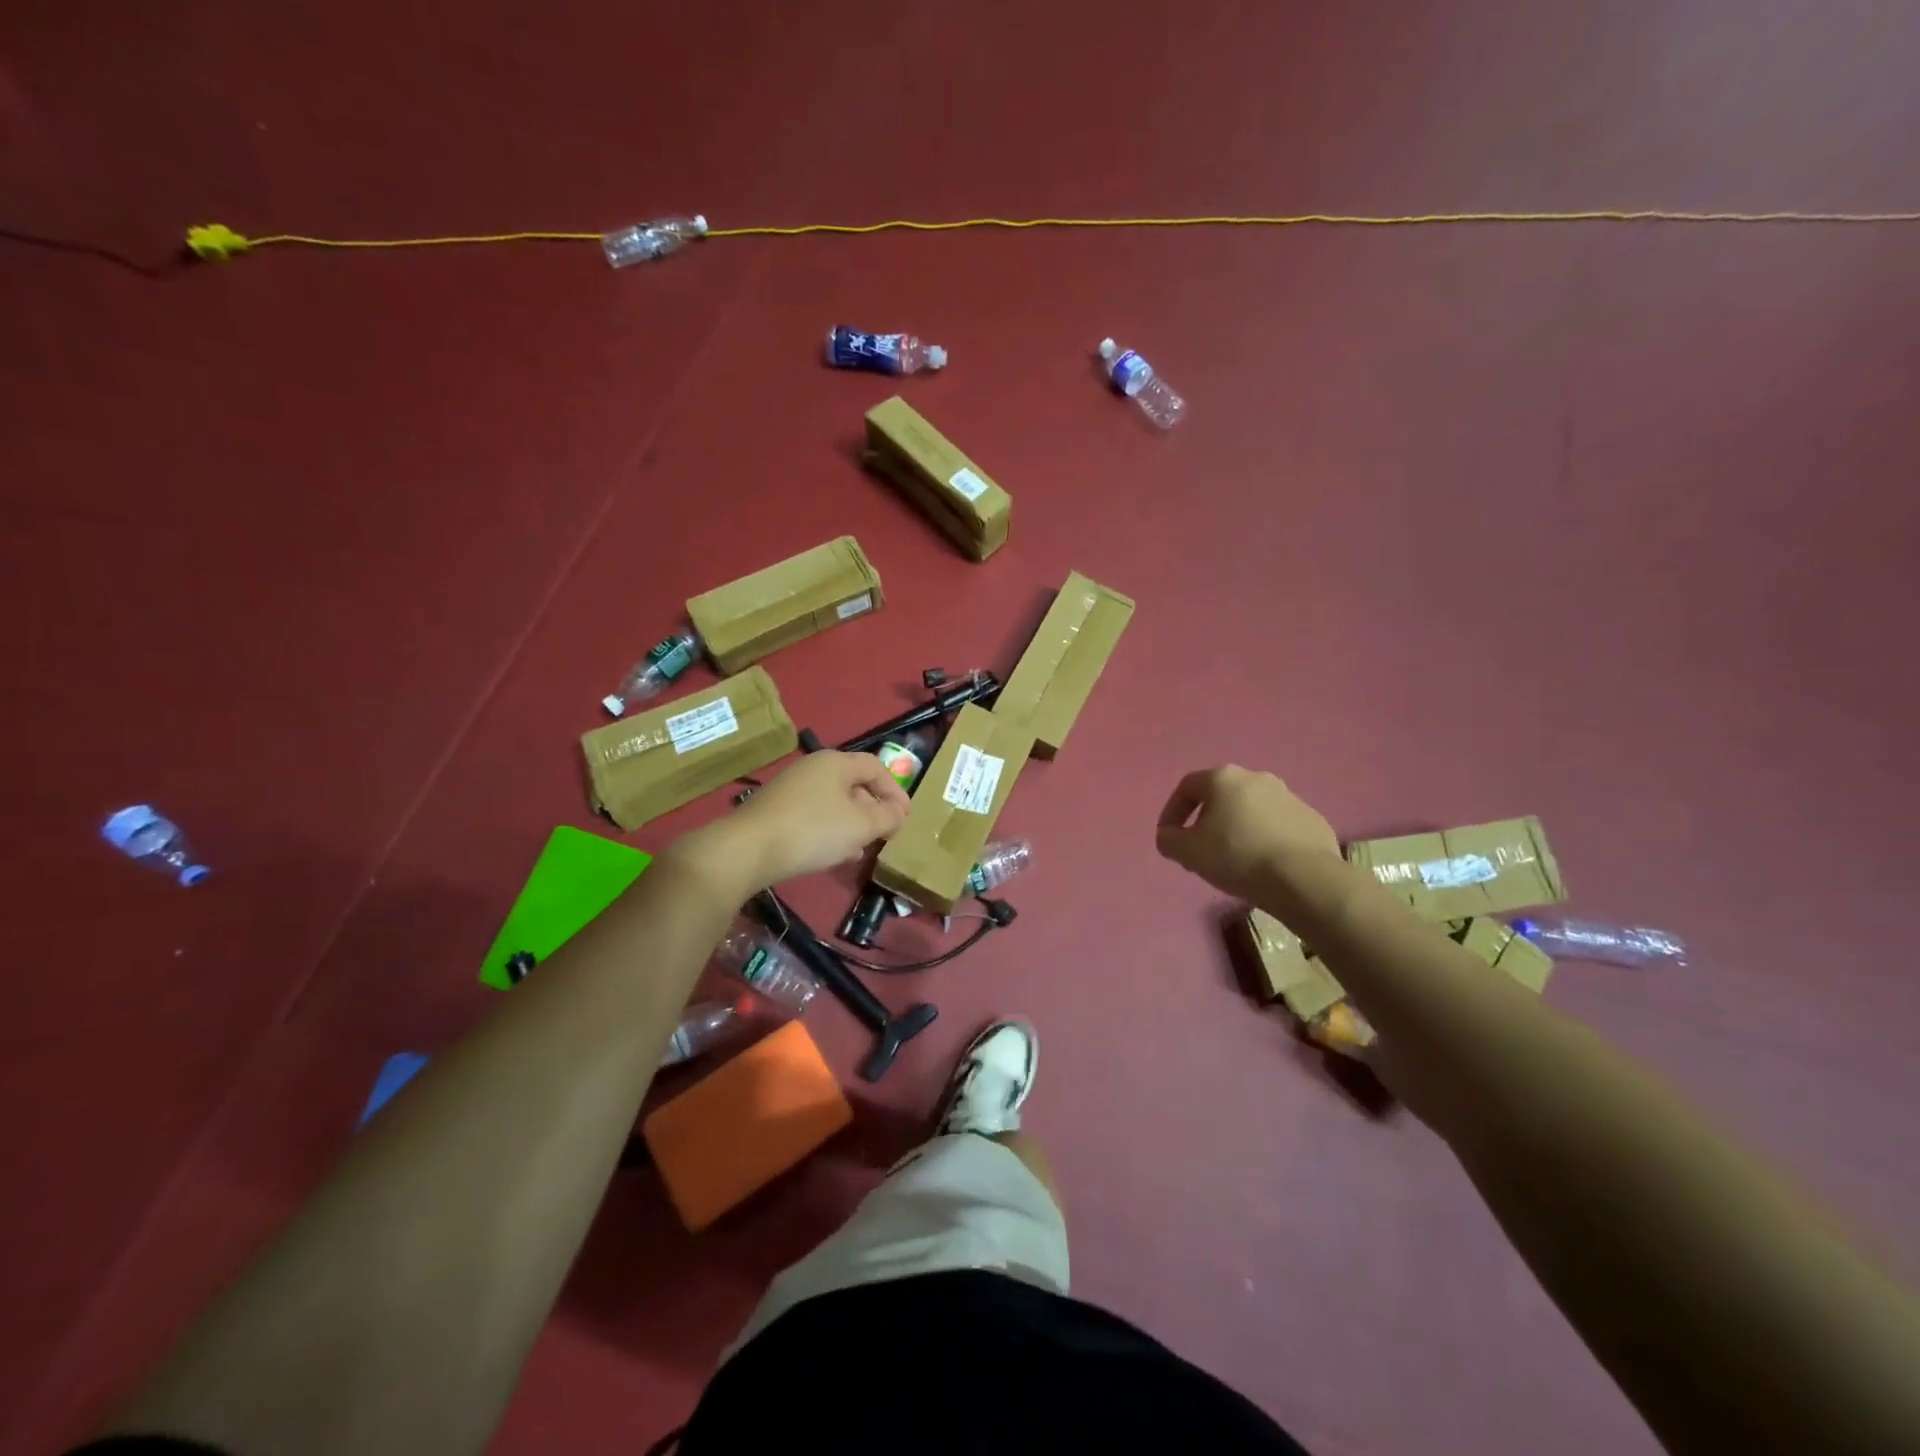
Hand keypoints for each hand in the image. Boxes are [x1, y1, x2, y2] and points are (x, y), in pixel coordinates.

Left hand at [677, 751, 910, 893]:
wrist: (748, 849)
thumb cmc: (813, 830)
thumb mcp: (861, 825)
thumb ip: (887, 817)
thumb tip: (898, 812)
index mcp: (836, 762)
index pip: (876, 767)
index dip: (896, 791)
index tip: (905, 818)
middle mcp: (814, 768)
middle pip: (855, 784)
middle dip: (874, 809)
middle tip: (885, 834)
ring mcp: (792, 789)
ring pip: (835, 802)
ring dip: (853, 824)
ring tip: (863, 848)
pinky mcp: (778, 811)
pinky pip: (815, 816)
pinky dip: (831, 831)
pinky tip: (835, 854)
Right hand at [1155, 765, 1339, 901]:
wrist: (1303, 878)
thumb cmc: (1237, 856)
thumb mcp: (1187, 852)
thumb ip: (1169, 839)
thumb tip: (1170, 836)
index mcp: (1223, 778)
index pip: (1186, 787)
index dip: (1172, 811)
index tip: (1169, 837)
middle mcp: (1256, 778)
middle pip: (1221, 796)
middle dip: (1206, 820)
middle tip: (1199, 849)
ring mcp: (1288, 796)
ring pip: (1251, 810)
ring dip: (1237, 828)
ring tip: (1233, 859)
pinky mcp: (1312, 819)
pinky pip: (1278, 826)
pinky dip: (1265, 839)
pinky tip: (1263, 863)